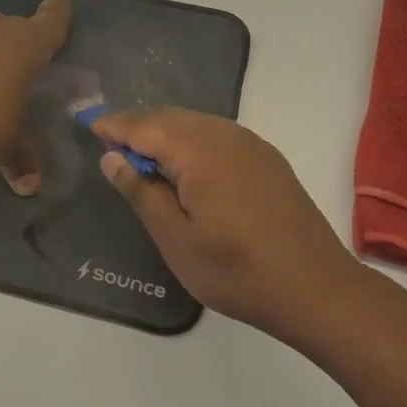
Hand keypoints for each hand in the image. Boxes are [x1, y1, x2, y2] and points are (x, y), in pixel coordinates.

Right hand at [91, 109, 364, 340]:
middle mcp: (226, 135)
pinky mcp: (267, 159)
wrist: (316, 288)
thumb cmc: (237, 270)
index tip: (90, 127)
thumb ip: (142, 192)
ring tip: (142, 156)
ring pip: (196, 124)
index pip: (146, 126)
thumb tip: (113, 157)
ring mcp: (251, 144)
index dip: (116, 126)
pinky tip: (186, 165)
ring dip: (165, 132)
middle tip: (111, 144)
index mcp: (199, 150)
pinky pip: (218, 135)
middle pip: (171, 118)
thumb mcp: (176, 239)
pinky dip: (192, 140)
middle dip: (139, 126)